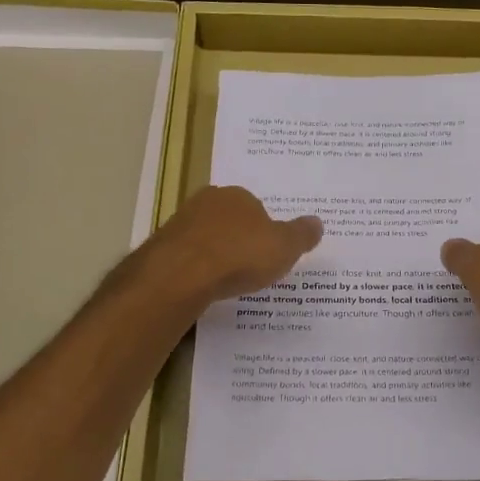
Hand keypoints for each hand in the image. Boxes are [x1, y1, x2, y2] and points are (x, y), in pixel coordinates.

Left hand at [144, 185, 322, 310]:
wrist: (181, 274)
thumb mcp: (284, 248)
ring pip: (205, 235)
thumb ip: (301, 235)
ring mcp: (180, 221)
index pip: (256, 207)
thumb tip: (317, 222)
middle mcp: (207, 201)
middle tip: (249, 265)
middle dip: (238, 237)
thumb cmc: (240, 255)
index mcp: (239, 195)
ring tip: (226, 279)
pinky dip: (196, 267)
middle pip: (229, 219)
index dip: (264, 230)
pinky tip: (204, 285)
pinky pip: (187, 255)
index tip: (268, 251)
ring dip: (215, 252)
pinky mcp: (161, 245)